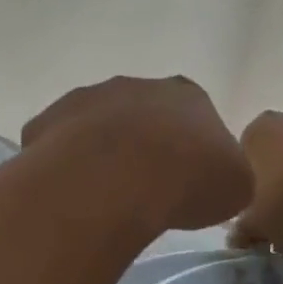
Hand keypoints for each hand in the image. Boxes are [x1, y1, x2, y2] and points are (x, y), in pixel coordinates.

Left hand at [23, 76, 251, 232]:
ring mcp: (86, 99)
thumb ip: (227, 174)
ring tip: (105, 196)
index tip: (187, 180)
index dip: (191, 149)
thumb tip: (214, 180)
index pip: (193, 116)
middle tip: (145, 189)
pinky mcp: (47, 122)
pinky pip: (58, 146)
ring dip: (101, 153)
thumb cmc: (186, 181)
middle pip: (141, 116)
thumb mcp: (235, 186)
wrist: (112, 180)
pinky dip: (64, 166)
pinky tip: (71, 195)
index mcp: (186, 95)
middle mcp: (134, 87)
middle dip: (142, 147)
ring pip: (96, 126)